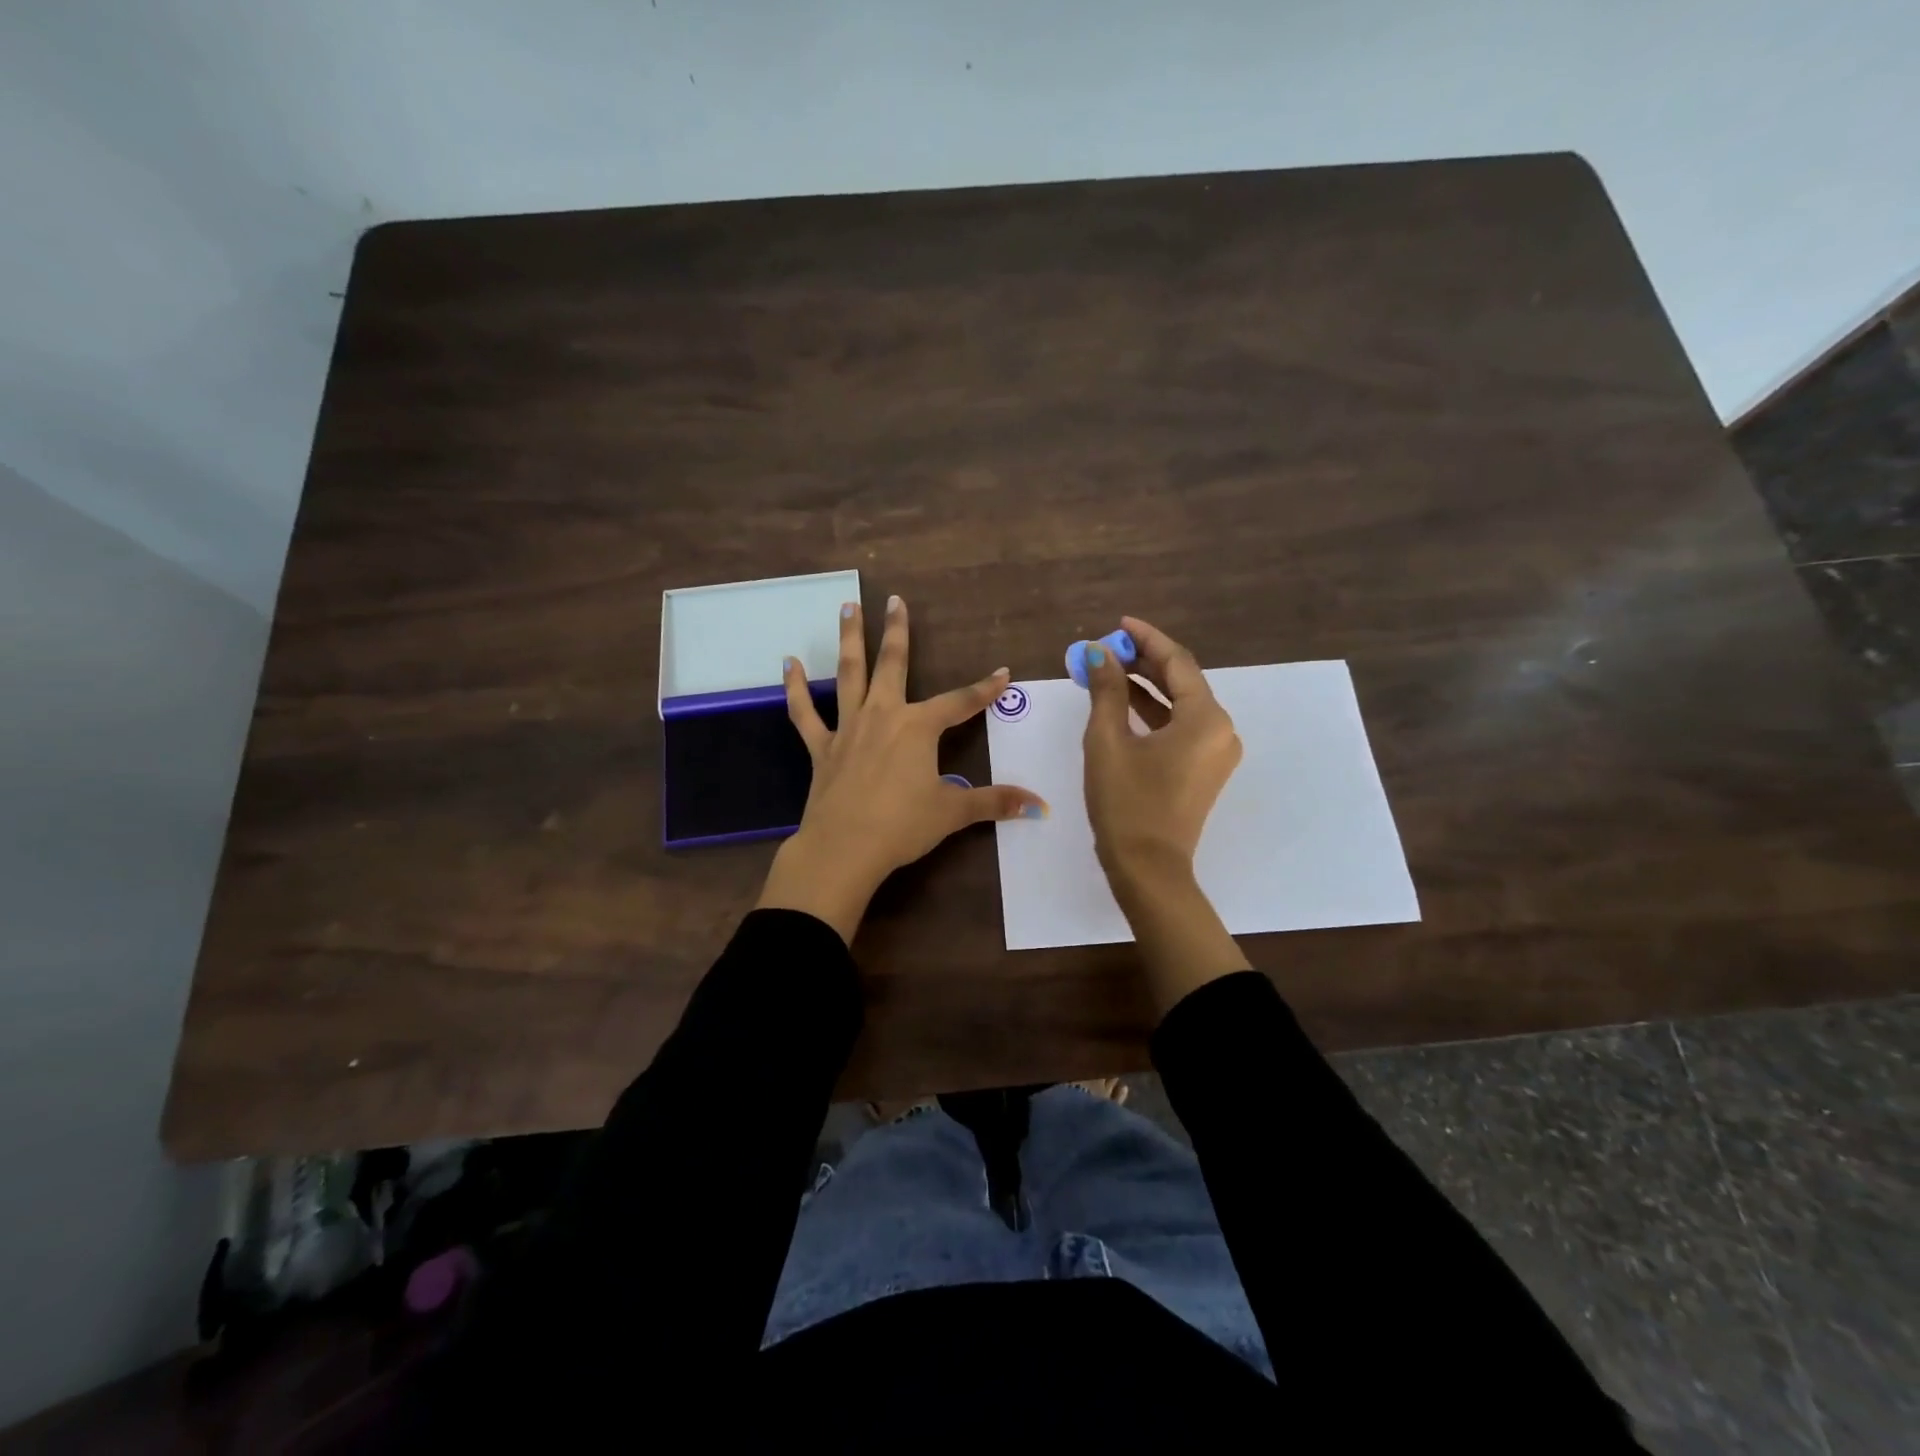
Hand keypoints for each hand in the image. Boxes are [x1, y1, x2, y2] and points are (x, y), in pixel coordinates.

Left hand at [757, 595, 1046, 942]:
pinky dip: (795, 687)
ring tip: (848, 606)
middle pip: (893, 664)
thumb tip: (1039, 805)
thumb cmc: (902, 826)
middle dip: (897, 631)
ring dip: (849, 639)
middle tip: (894, 599)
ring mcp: (848, 728)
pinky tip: (788, 663)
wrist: (844, 848)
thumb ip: (994, 802)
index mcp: (918, 727)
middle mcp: (883, 715)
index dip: (985, 689)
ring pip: (849, 674)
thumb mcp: (953, 812)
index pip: (960, 702)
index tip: (1003, 673)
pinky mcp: (821, 747)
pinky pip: (804, 712)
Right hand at [1082, 617, 1250, 1010]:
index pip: (1177, 662)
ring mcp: (1216, 752)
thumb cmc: (1126, 802)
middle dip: (1143, 663)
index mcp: (1206, 718)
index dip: (1146, 639)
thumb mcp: (1108, 741)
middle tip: (1106, 650)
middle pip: (1182, 682)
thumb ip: (1106, 691)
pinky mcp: (1205, 770)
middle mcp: (1221, 729)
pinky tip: (1123, 705)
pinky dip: (1154, 714)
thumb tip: (1098, 653)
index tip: (1120, 623)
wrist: (1147, 867)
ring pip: (1181, 705)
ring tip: (1107, 672)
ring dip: (1146, 688)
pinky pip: (1181, 728)